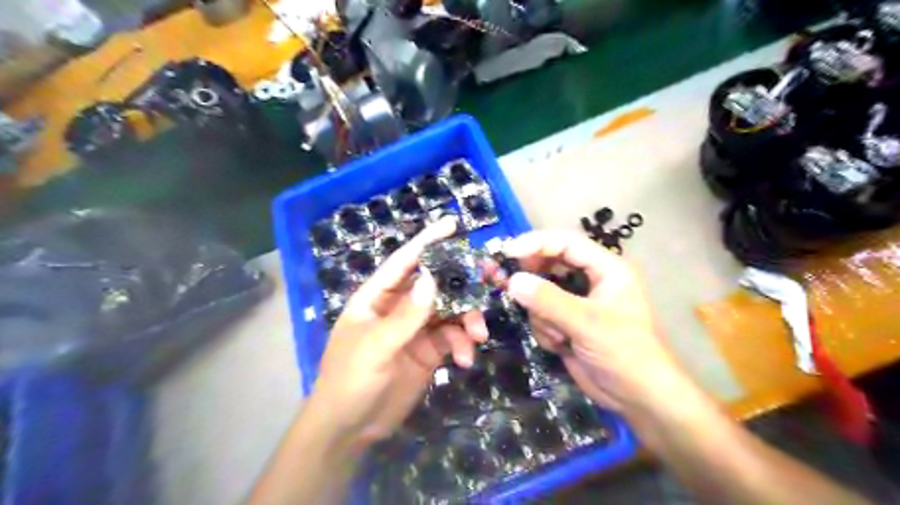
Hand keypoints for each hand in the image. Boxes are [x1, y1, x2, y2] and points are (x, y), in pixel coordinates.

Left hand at [306, 219, 489, 447]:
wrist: (351, 428)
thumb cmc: (350, 380)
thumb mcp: (376, 347)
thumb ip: (406, 315)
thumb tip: (432, 278)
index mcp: (377, 297)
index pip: (404, 261)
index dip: (427, 241)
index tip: (452, 224)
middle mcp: (398, 307)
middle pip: (435, 285)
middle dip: (461, 283)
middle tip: (490, 280)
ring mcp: (415, 329)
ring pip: (449, 311)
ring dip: (467, 319)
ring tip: (478, 336)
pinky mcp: (428, 351)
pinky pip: (452, 338)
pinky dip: (462, 345)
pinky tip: (465, 360)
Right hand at [502, 230, 685, 411]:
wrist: (637, 398)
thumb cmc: (624, 352)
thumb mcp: (587, 323)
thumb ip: (548, 300)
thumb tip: (513, 281)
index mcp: (606, 269)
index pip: (567, 243)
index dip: (537, 243)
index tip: (509, 253)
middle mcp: (590, 281)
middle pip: (550, 265)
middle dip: (535, 282)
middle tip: (512, 287)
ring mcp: (576, 303)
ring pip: (541, 293)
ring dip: (542, 315)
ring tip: (559, 336)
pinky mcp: (566, 324)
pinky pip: (541, 315)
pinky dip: (545, 330)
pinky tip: (561, 346)